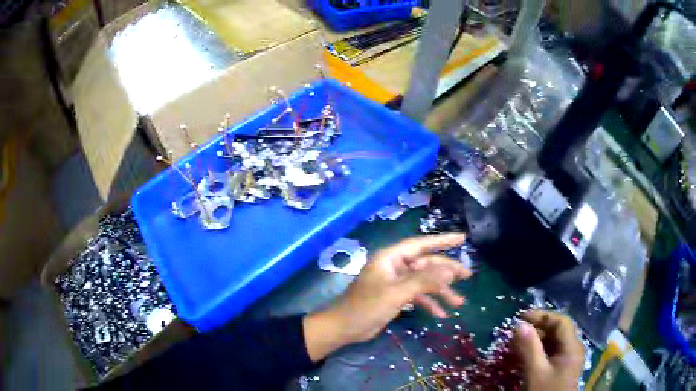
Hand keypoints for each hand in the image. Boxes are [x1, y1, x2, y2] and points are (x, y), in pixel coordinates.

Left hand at [304, 233, 470, 360]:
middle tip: (468, 275)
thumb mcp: (397, 293)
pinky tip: (441, 314)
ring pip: (424, 282)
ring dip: (441, 292)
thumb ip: (424, 281)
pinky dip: (429, 303)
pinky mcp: (396, 297)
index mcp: (391, 258)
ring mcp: (396, 282)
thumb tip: (450, 270)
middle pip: (427, 264)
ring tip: (459, 302)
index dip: (443, 241)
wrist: (344, 328)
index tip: (462, 238)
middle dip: (447, 271)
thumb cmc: (366, 306)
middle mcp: (395, 267)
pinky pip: (417, 296)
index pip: (421, 244)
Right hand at [514, 310, 584, 390]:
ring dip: (537, 338)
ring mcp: (569, 357)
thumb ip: (530, 348)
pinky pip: (552, 351)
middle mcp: (573, 348)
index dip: (542, 315)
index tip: (521, 316)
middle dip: (538, 327)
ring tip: (519, 342)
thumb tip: (519, 325)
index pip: (561, 321)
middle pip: (558, 330)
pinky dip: (539, 349)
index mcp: (572, 346)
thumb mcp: (536, 372)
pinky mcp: (562, 366)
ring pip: (554, 341)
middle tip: (518, 330)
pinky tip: (527, 354)